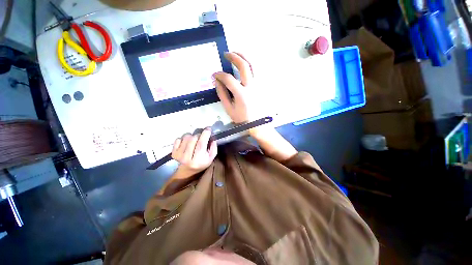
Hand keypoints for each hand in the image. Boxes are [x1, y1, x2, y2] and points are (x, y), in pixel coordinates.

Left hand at [172, 128, 216, 174]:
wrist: (187, 170)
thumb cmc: (202, 163)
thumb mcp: (211, 158)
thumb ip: (213, 148)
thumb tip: (212, 137)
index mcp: (198, 160)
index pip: (201, 144)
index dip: (205, 134)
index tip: (208, 129)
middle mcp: (187, 158)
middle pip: (194, 138)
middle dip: (199, 135)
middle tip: (202, 137)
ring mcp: (179, 155)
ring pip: (186, 137)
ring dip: (192, 136)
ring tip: (194, 140)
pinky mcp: (173, 152)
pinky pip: (178, 139)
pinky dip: (183, 139)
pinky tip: (186, 143)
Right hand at [213, 52, 254, 123]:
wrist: (256, 123)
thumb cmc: (242, 118)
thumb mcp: (229, 109)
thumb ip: (222, 94)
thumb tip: (217, 81)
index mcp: (241, 94)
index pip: (228, 79)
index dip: (220, 74)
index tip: (215, 74)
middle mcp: (251, 87)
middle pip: (244, 66)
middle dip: (234, 57)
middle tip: (226, 54)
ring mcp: (258, 85)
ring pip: (253, 66)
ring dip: (244, 57)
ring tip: (236, 53)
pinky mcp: (261, 86)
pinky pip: (257, 71)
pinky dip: (250, 64)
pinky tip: (245, 64)